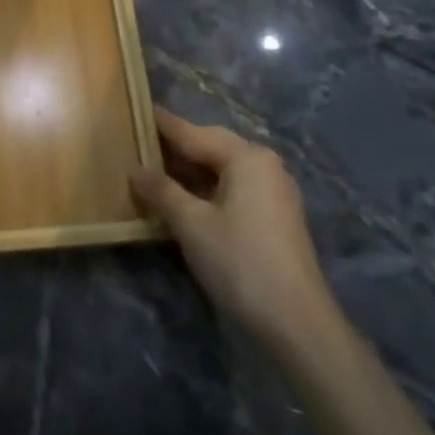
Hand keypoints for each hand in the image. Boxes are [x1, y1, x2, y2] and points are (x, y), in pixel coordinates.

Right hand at [131, 107, 337, 354]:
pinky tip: (184, 201)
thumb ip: (161, 191)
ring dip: (190, 172)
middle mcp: (264, 165)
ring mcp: (274, 192)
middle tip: (139, 143)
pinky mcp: (276, 218)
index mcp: (246, 156)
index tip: (136, 110)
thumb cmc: (240, 262)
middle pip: (211, 148)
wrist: (298, 325)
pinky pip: (233, 190)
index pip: (193, 133)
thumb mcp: (191, 224)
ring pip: (222, 171)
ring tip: (154, 172)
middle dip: (175, 148)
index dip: (162, 125)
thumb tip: (136, 171)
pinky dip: (207, 190)